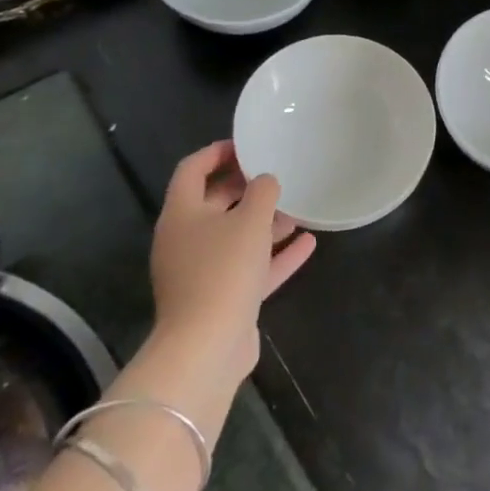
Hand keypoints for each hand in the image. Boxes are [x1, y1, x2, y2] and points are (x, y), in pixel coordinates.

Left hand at [145, 141, 316, 410]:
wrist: (207, 346)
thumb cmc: (224, 270)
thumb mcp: (249, 220)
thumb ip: (262, 192)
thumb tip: (265, 180)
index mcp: (181, 214)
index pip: (192, 169)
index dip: (217, 152)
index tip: (248, 144)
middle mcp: (186, 240)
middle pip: (215, 203)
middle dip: (246, 188)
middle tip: (277, 174)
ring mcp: (202, 272)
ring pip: (235, 237)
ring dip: (265, 223)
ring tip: (298, 208)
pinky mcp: (222, 299)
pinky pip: (250, 268)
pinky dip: (275, 255)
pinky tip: (307, 244)